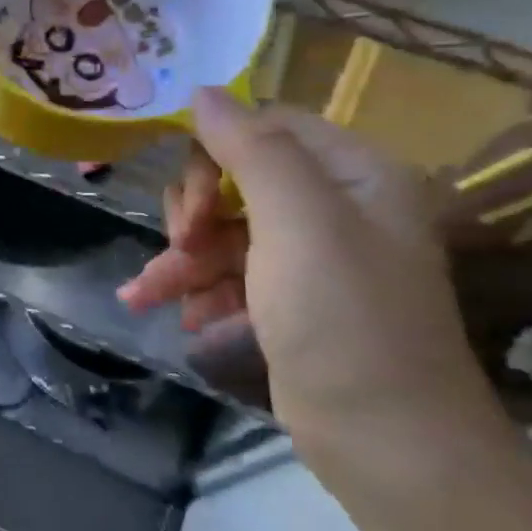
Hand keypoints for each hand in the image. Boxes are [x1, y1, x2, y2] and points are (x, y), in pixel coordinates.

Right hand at [119, 88, 513, 476]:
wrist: (384, 439)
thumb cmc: (342, 318)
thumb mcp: (298, 222)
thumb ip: (251, 149)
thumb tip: (203, 91)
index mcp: (355, 175)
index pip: (269, 128)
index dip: (216, 150)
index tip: (189, 197)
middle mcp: (338, 207)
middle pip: (238, 178)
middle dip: (196, 211)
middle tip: (181, 244)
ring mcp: (312, 257)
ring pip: (225, 229)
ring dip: (182, 258)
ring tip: (147, 294)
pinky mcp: (290, 300)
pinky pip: (230, 273)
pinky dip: (197, 289)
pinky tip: (175, 314)